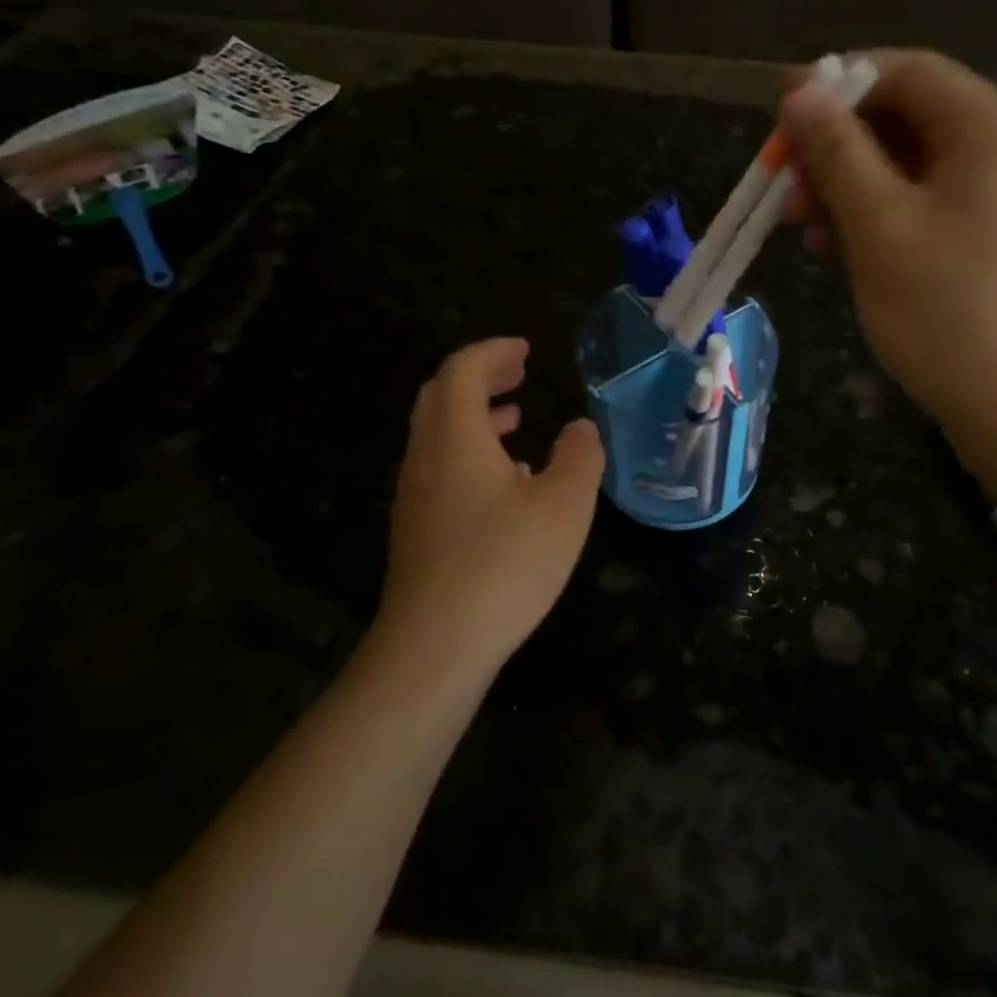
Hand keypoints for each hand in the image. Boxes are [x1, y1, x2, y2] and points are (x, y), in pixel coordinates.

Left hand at [372, 338, 604, 682]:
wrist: (435, 646)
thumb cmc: (505, 563)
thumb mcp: (564, 505)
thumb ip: (580, 457)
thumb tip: (580, 428)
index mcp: (455, 438)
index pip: (462, 370)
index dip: (493, 351)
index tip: (525, 350)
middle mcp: (426, 458)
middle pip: (441, 396)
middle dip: (480, 376)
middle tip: (519, 373)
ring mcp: (415, 496)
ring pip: (439, 434)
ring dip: (475, 415)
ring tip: (516, 418)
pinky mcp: (417, 529)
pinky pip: (440, 468)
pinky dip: (470, 452)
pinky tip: (506, 482)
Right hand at [779, 50, 996, 431]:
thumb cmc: (947, 311)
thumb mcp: (879, 226)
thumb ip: (837, 153)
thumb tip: (800, 94)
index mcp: (990, 130)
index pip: (907, 71)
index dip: (838, 84)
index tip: (781, 114)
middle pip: (907, 120)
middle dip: (838, 148)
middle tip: (784, 186)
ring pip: (912, 170)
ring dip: (851, 189)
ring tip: (803, 228)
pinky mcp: (994, 244)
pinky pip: (928, 209)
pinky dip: (880, 220)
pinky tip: (840, 251)